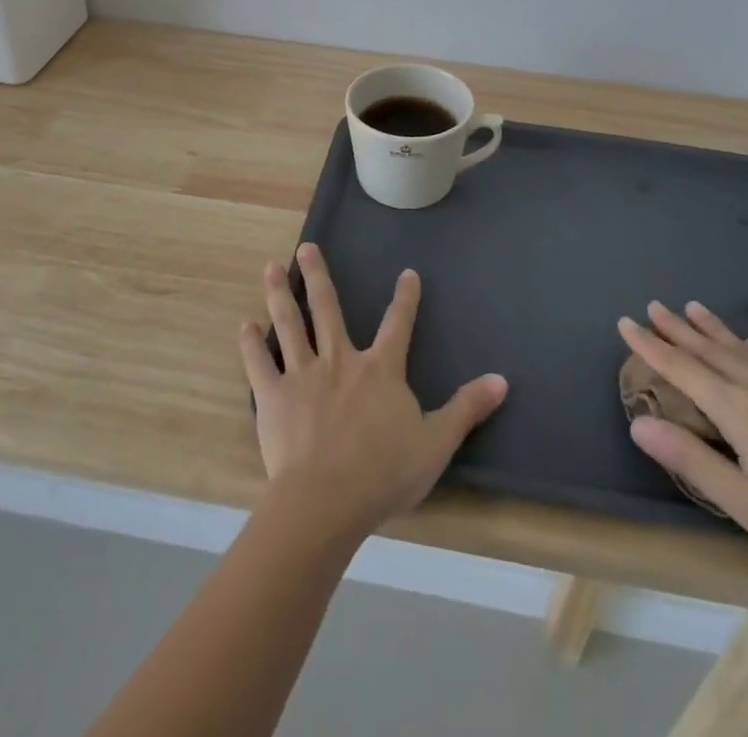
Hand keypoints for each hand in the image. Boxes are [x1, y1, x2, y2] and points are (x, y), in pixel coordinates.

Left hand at [241, 243, 508, 538]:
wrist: (327, 501)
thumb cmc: (384, 473)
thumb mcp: (436, 442)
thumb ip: (466, 408)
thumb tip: (502, 380)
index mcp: (380, 370)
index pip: (397, 325)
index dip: (405, 298)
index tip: (407, 273)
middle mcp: (340, 361)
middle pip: (327, 309)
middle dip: (317, 275)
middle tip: (305, 246)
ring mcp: (303, 375)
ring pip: (290, 324)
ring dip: (280, 295)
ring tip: (270, 268)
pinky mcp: (274, 397)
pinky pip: (259, 365)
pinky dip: (251, 345)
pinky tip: (244, 326)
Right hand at [620, 301, 747, 604]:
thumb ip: (692, 460)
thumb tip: (637, 422)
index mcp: (741, 412)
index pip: (683, 370)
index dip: (651, 346)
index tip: (625, 321)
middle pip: (710, 351)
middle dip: (677, 329)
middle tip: (652, 305)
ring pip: (741, 350)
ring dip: (711, 329)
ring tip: (692, 307)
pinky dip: (747, 346)